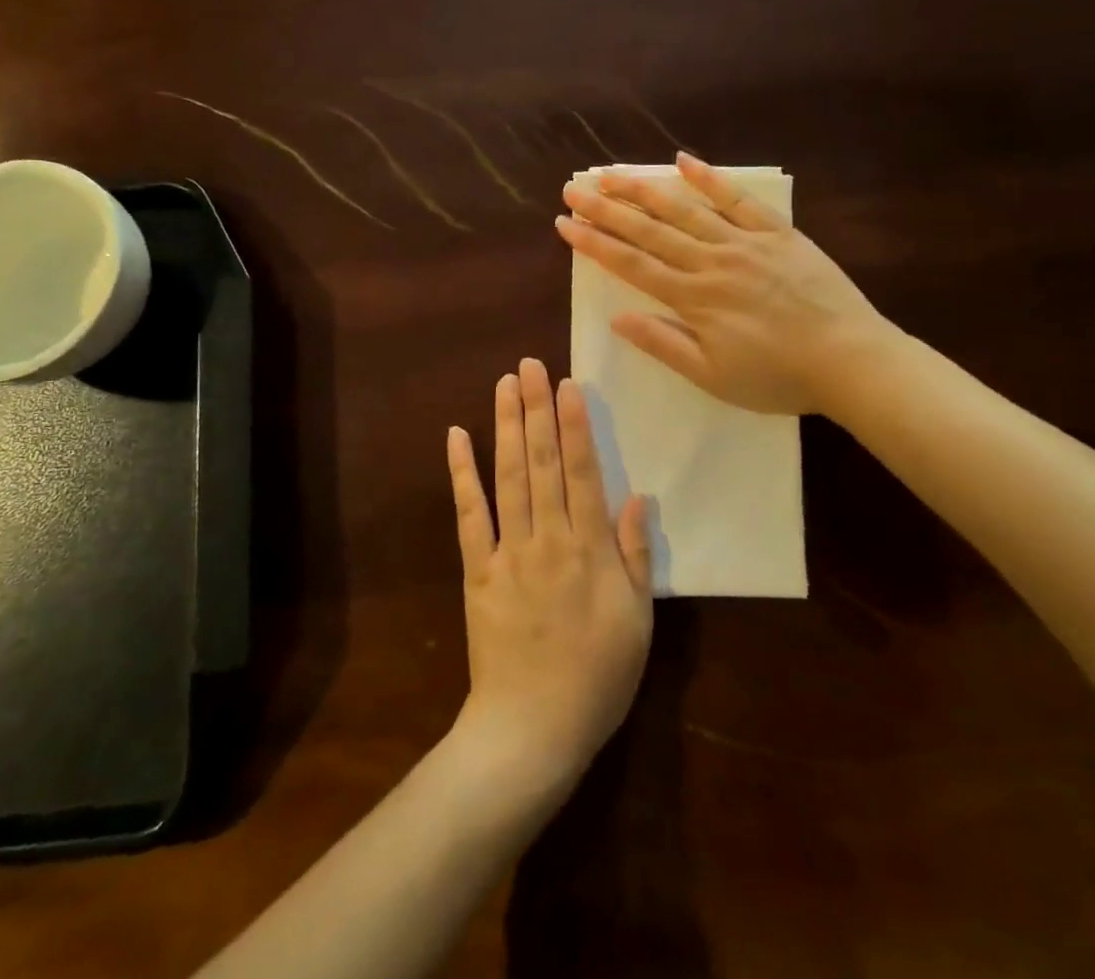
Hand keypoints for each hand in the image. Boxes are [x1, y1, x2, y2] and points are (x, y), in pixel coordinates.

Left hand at [446, 359, 652, 798]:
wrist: (532, 730)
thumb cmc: (597, 678)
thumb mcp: (637, 622)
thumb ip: (635, 556)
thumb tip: (638, 496)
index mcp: (589, 549)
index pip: (583, 472)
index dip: (575, 425)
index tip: (569, 384)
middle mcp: (548, 538)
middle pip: (542, 462)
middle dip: (537, 409)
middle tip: (532, 364)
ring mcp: (508, 551)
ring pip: (508, 477)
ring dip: (505, 426)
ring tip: (505, 383)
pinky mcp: (477, 570)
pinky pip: (469, 515)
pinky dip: (462, 475)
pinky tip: (456, 437)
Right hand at [556, 152, 891, 414]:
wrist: (850, 360)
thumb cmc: (778, 377)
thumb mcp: (713, 376)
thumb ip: (664, 344)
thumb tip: (618, 318)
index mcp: (693, 298)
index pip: (631, 264)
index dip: (594, 243)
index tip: (564, 224)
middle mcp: (711, 262)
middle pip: (649, 230)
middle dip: (606, 209)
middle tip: (573, 189)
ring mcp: (744, 242)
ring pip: (685, 209)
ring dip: (644, 189)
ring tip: (612, 173)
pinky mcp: (777, 233)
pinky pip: (738, 200)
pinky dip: (710, 179)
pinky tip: (684, 160)